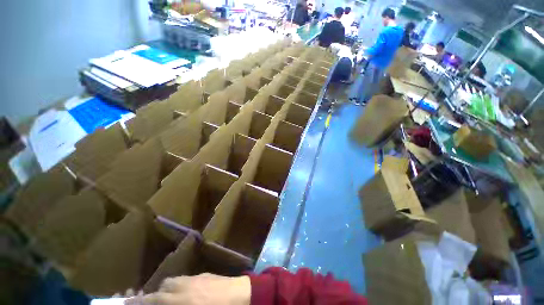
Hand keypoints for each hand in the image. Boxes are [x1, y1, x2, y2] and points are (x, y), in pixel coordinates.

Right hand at [125, 274, 250, 304]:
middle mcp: (186, 285)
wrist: (241, 294)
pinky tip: (187, 293)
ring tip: (170, 299)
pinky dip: (181, 285)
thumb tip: (165, 301)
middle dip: (155, 295)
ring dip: (169, 289)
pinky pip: (186, 278)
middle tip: (155, 304)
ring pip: (175, 280)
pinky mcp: (204, 274)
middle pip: (164, 286)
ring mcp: (196, 277)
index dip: (140, 301)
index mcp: (182, 300)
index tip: (129, 303)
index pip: (155, 299)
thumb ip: (175, 304)